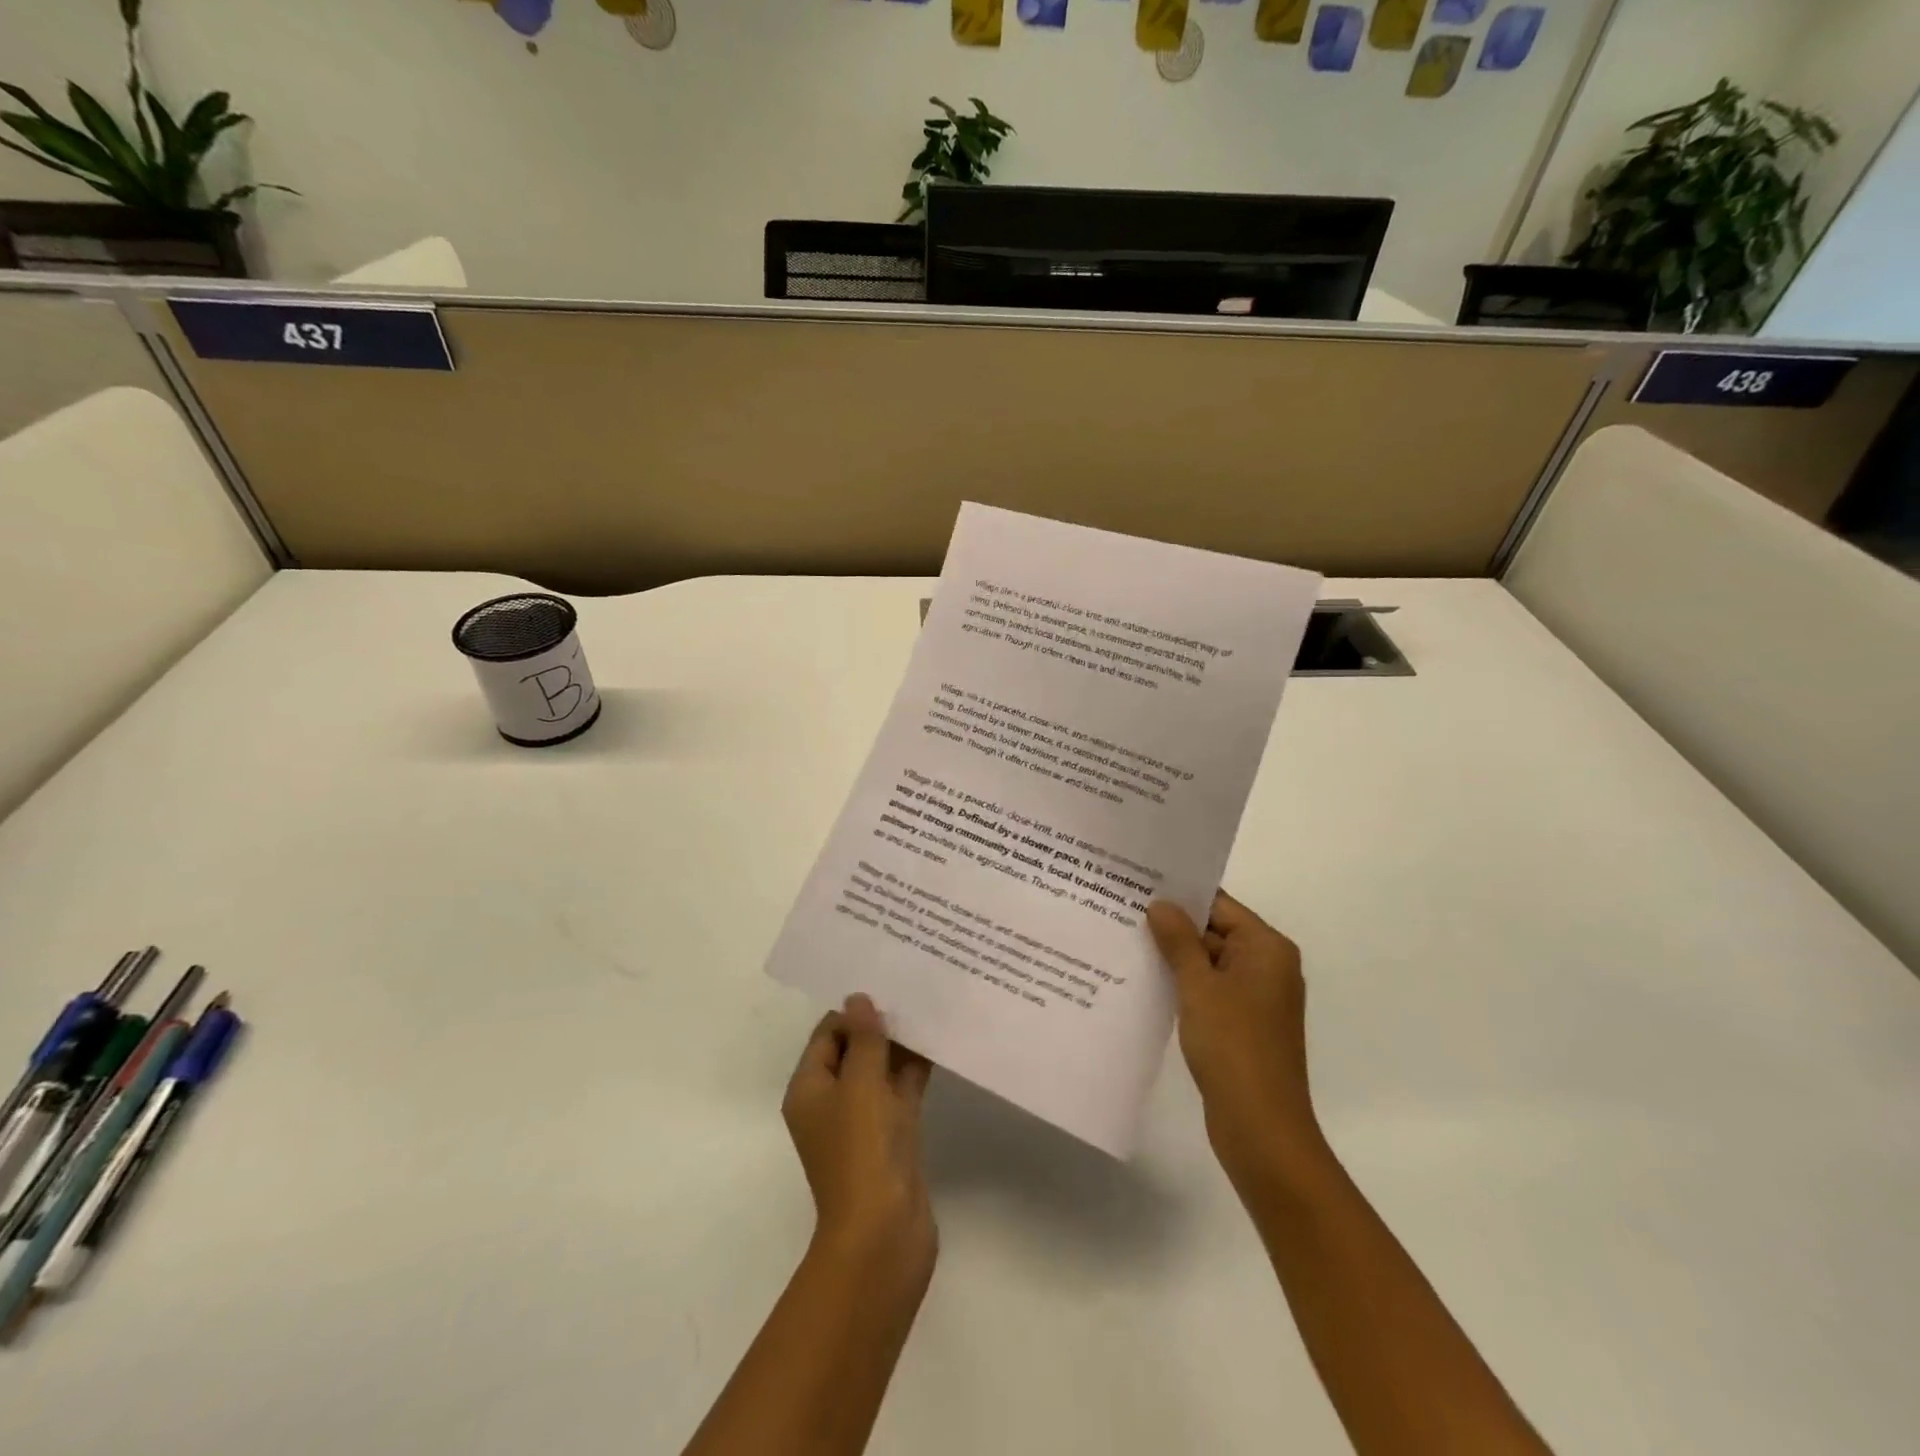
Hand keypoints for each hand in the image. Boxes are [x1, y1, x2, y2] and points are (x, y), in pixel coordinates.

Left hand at [782, 994, 936, 1285]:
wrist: (884, 1234)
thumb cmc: (861, 1150)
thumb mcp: (860, 1084)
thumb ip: (863, 1039)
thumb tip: (858, 999)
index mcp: (809, 1090)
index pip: (827, 1035)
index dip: (853, 1011)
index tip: (887, 986)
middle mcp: (832, 1102)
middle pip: (853, 1050)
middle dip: (880, 1025)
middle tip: (913, 990)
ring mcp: (863, 1122)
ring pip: (880, 1071)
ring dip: (900, 1046)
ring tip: (930, 1009)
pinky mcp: (891, 1138)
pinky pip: (900, 1092)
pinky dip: (915, 1071)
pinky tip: (939, 1044)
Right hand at [1147, 892, 1325, 1189]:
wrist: (1261, 1127)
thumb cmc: (1233, 1046)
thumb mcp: (1199, 986)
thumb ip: (1179, 941)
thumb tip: (1161, 904)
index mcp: (1267, 949)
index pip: (1220, 905)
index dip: (1181, 895)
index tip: (1140, 885)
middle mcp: (1267, 967)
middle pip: (1215, 931)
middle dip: (1172, 925)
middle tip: (1123, 910)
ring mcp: (1255, 998)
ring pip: (1209, 962)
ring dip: (1174, 956)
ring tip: (1125, 940)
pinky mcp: (1242, 1024)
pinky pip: (1209, 990)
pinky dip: (1183, 984)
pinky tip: (1145, 980)